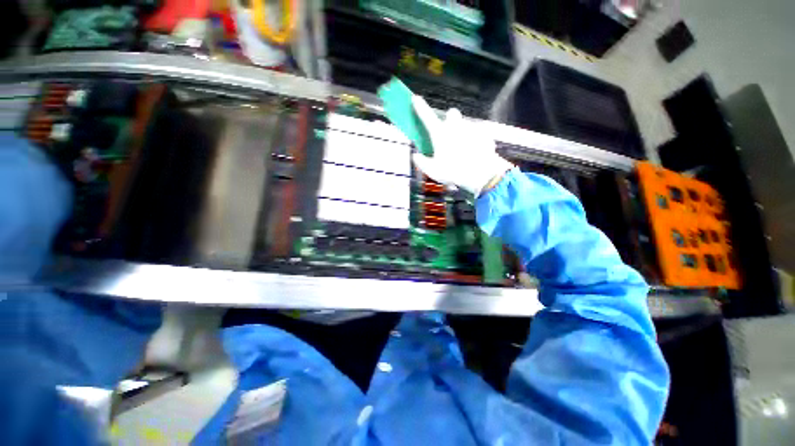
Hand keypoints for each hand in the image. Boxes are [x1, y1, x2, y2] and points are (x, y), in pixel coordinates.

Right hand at [411, 95, 513, 196]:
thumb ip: (421, 162)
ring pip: (465, 125)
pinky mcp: (484, 134)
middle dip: (449, 120)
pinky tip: (475, 154)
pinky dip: (474, 142)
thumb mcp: (433, 171)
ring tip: (463, 151)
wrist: (481, 174)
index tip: (415, 98)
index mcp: (440, 134)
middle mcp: (456, 126)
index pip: (427, 116)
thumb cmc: (453, 172)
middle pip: (451, 114)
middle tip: (448, 135)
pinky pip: (477, 134)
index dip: (420, 107)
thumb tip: (416, 156)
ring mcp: (471, 128)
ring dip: (462, 133)